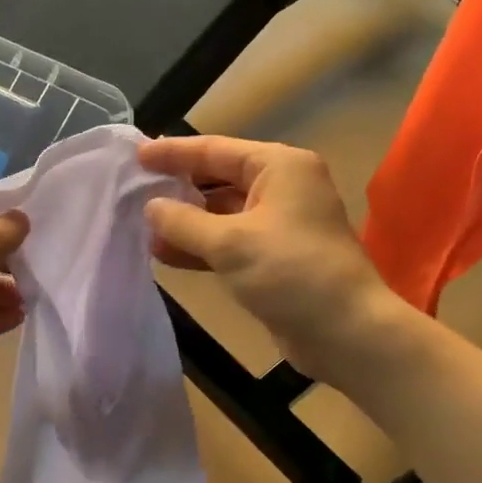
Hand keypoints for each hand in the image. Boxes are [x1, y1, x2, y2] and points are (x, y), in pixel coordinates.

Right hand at [138, 135, 402, 383]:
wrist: (347, 332)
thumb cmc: (291, 272)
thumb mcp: (229, 243)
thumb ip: (183, 221)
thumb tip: (150, 206)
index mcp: (279, 167)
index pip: (215, 150)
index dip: (173, 153)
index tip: (136, 155)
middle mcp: (282, 187)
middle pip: (218, 179)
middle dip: (178, 188)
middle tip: (134, 190)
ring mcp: (280, 224)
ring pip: (221, 214)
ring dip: (185, 222)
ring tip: (143, 230)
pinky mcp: (275, 257)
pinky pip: (229, 241)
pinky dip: (200, 246)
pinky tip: (166, 254)